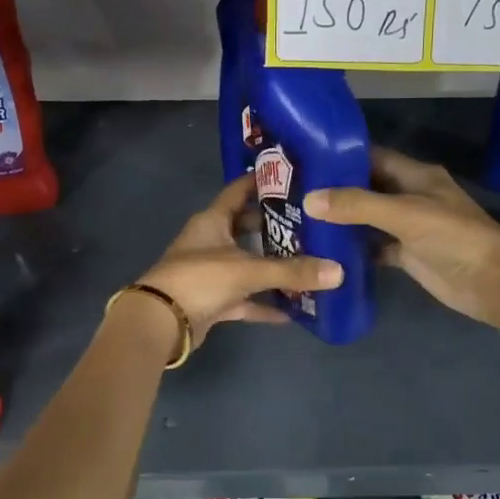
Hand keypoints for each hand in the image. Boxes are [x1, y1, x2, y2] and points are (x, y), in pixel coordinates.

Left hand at [130, 174, 343, 349]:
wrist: (160, 323)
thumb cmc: (200, 279)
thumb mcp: (248, 270)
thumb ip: (292, 271)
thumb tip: (338, 272)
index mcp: (213, 220)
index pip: (238, 191)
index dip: (261, 181)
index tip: (290, 176)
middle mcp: (211, 241)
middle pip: (246, 227)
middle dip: (274, 226)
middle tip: (310, 223)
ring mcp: (211, 272)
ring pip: (248, 264)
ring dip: (272, 266)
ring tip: (308, 262)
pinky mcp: (212, 300)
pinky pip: (245, 298)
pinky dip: (264, 303)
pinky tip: (292, 311)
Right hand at [303, 148, 499, 328]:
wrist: (493, 283)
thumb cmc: (454, 237)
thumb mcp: (405, 214)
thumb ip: (358, 205)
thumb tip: (309, 199)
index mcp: (416, 175)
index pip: (373, 157)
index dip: (341, 157)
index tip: (305, 160)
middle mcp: (411, 196)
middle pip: (367, 188)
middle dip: (335, 190)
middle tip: (293, 192)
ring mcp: (409, 227)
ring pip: (369, 218)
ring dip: (341, 220)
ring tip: (299, 219)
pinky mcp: (408, 255)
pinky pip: (374, 247)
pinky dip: (354, 249)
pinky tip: (325, 252)